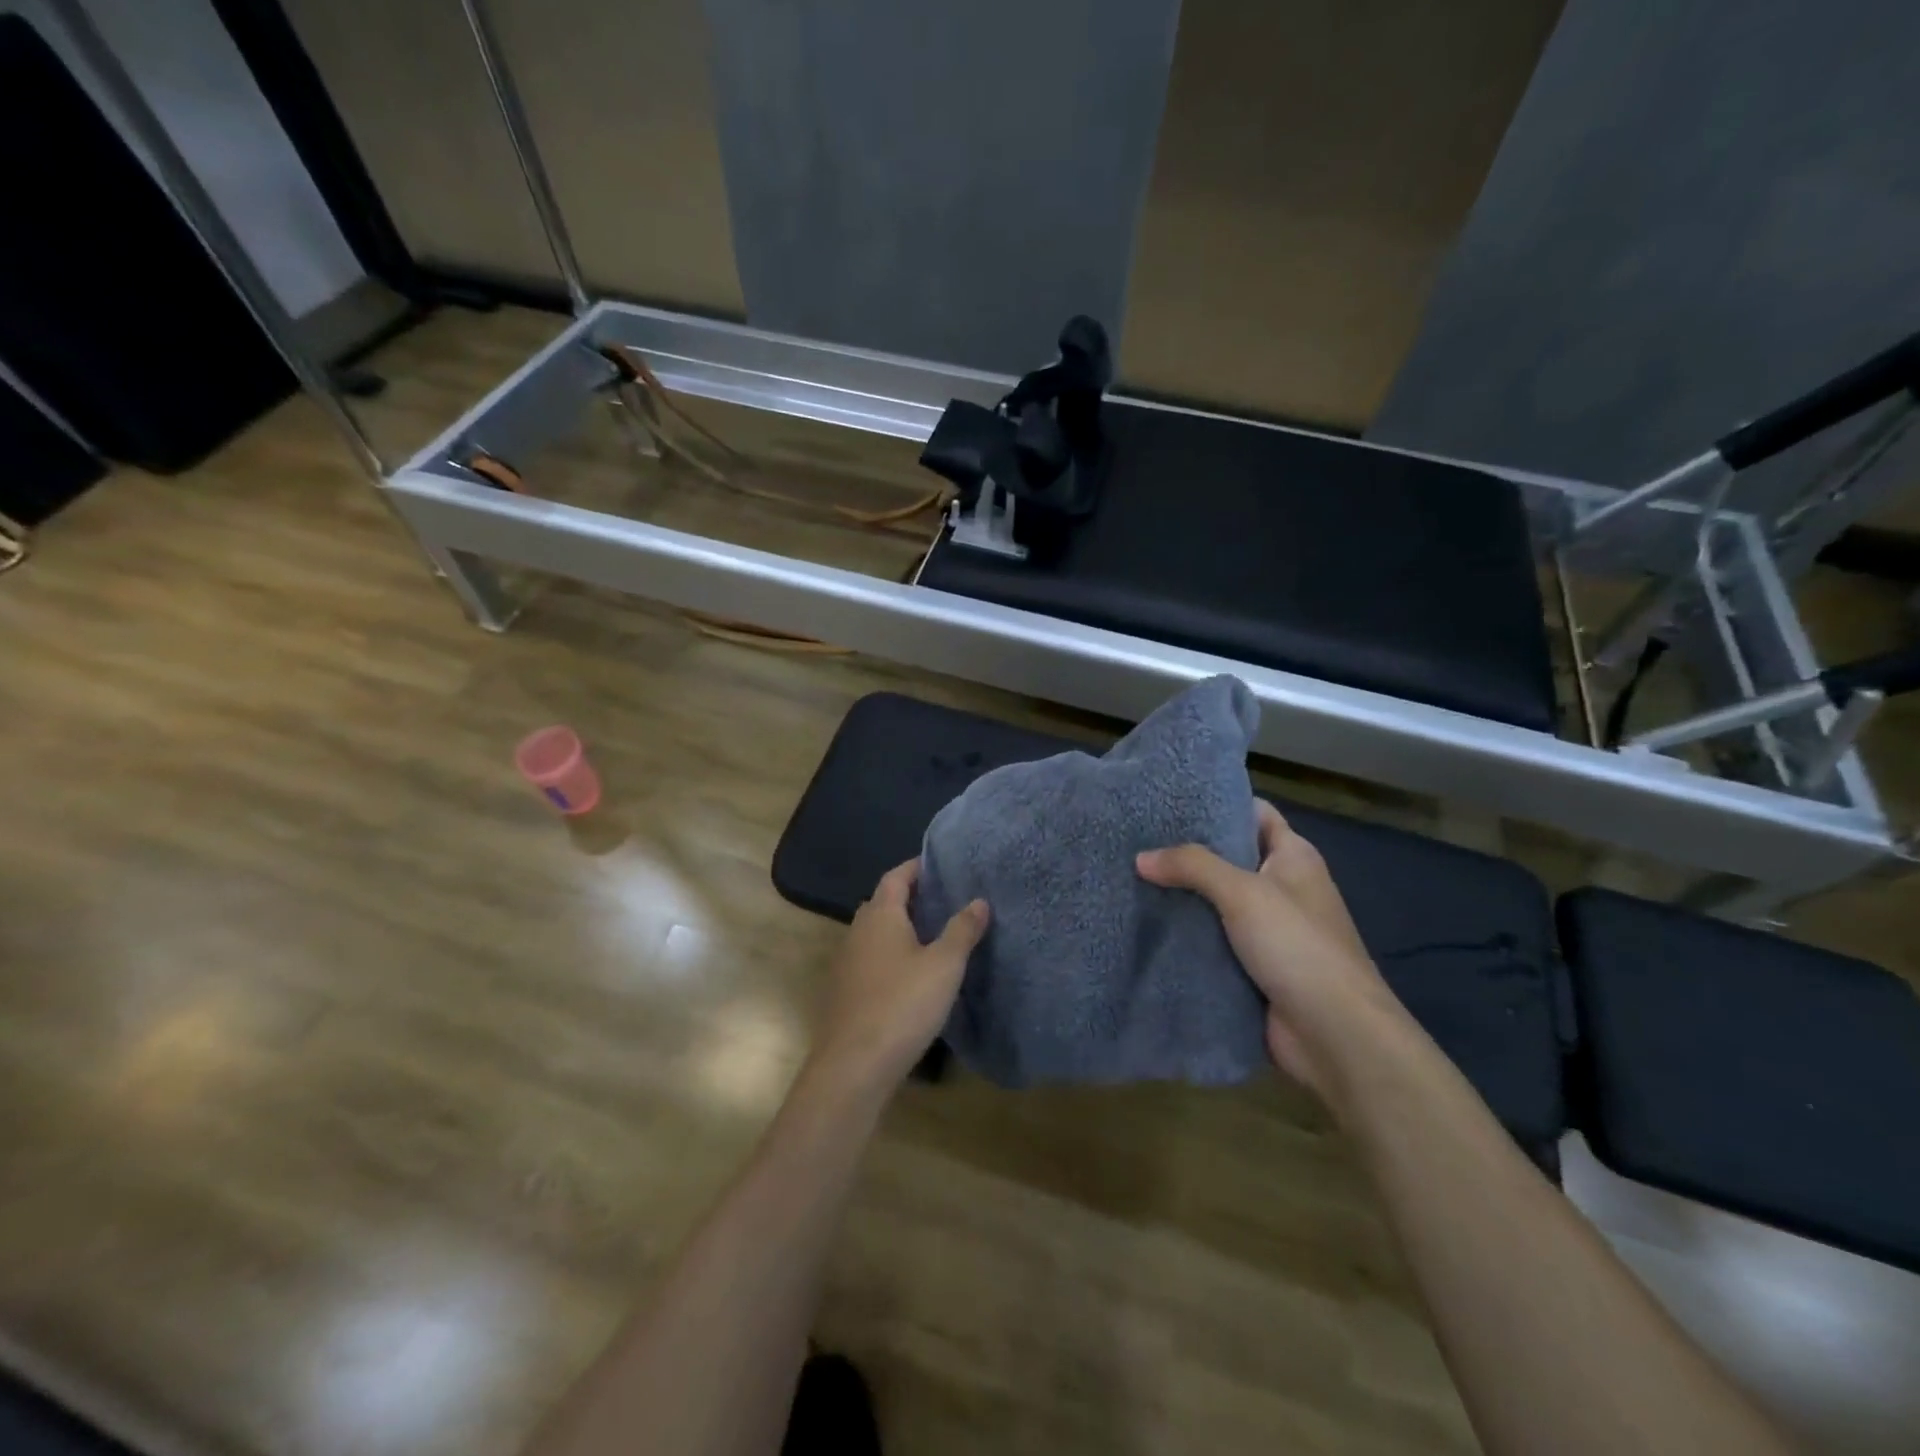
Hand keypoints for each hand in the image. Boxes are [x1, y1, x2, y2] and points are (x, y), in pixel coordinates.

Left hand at [807, 858, 987, 1099]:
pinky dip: (889, 954)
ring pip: (874, 933)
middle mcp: (858, 931)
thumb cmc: (903, 1004)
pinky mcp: (844, 991)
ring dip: (898, 928)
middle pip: (882, 903)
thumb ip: (962, 930)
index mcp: (880, 915)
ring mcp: (846, 962)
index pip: (896, 877)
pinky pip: (870, 959)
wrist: (854, 1065)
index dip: (916, 867)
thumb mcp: (944, 965)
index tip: (939, 864)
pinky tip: (909, 974)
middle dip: (908, 897)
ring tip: (931, 934)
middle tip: (941, 899)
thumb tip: (979, 900)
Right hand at [1137, 802, 1395, 1095]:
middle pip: (1229, 858)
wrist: (1335, 1035)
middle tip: (1136, 839)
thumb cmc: (1297, 946)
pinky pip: (1213, 940)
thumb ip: (1192, 866)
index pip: (1254, 814)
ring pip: (1216, 902)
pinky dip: (1187, 934)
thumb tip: (1140, 858)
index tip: (1169, 800)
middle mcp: (1282, 887)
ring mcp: (1268, 930)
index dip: (1217, 803)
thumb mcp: (1243, 892)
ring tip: (1131, 878)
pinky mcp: (1253, 966)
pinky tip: (1148, 925)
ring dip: (1182, 897)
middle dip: (1187, 852)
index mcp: (1293, 857)